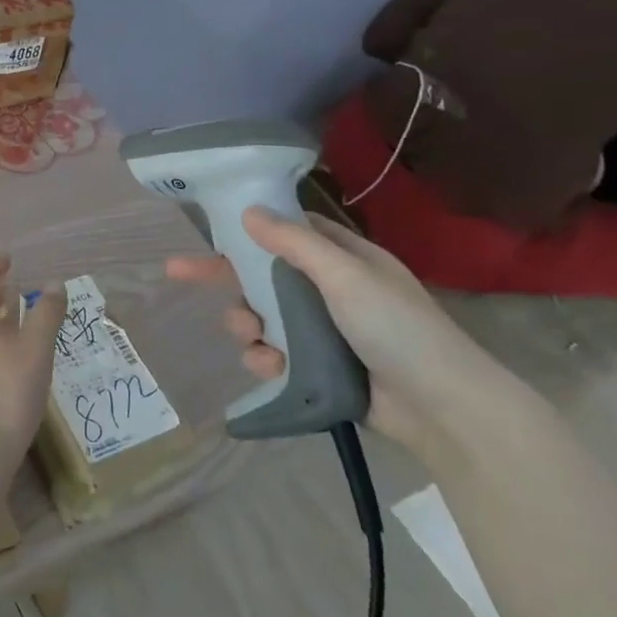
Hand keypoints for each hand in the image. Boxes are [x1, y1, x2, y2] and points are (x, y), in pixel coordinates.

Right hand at [166, 208, 519, 456]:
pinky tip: (270, 365)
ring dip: (246, 324)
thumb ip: (295, 244)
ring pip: (260, 317)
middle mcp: (329, 290)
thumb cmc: (396, 327)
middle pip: (262, 275)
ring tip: (251, 337)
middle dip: (226, 279)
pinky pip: (273, 354)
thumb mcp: (345, 276)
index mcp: (343, 260)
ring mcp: (322, 331)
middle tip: (177, 273)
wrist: (439, 406)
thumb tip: (248, 211)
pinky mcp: (316, 367)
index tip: (209, 229)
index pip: (286, 233)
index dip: (247, 229)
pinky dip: (264, 358)